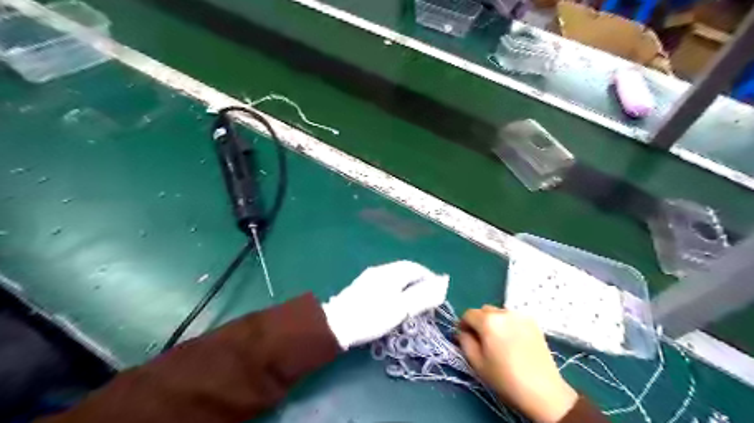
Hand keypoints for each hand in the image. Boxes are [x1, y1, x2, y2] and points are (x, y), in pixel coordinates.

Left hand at [323, 262, 445, 349]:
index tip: (437, 292)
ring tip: (413, 303)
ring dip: (407, 286)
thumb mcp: (401, 308)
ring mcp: (369, 278)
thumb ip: (423, 296)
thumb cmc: (372, 316)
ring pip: (395, 277)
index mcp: (391, 272)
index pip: (415, 268)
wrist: (336, 325)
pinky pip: (385, 283)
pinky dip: (396, 290)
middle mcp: (380, 270)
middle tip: (427, 299)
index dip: (429, 278)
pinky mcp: (361, 288)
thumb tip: (442, 283)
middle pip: (405, 271)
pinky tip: (394, 303)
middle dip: (419, 282)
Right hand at [459, 306, 578, 422]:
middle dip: (479, 322)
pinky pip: (513, 317)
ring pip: (498, 313)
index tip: (465, 337)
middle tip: (482, 341)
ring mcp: (520, 315)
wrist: (543, 391)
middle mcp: (504, 312)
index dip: (463, 325)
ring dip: (494, 322)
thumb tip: (463, 332)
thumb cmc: (505, 379)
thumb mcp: (477, 363)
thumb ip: (464, 342)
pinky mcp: (533, 321)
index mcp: (488, 321)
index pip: (468, 314)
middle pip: (484, 311)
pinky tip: (513, 341)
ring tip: (499, 341)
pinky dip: (508, 324)